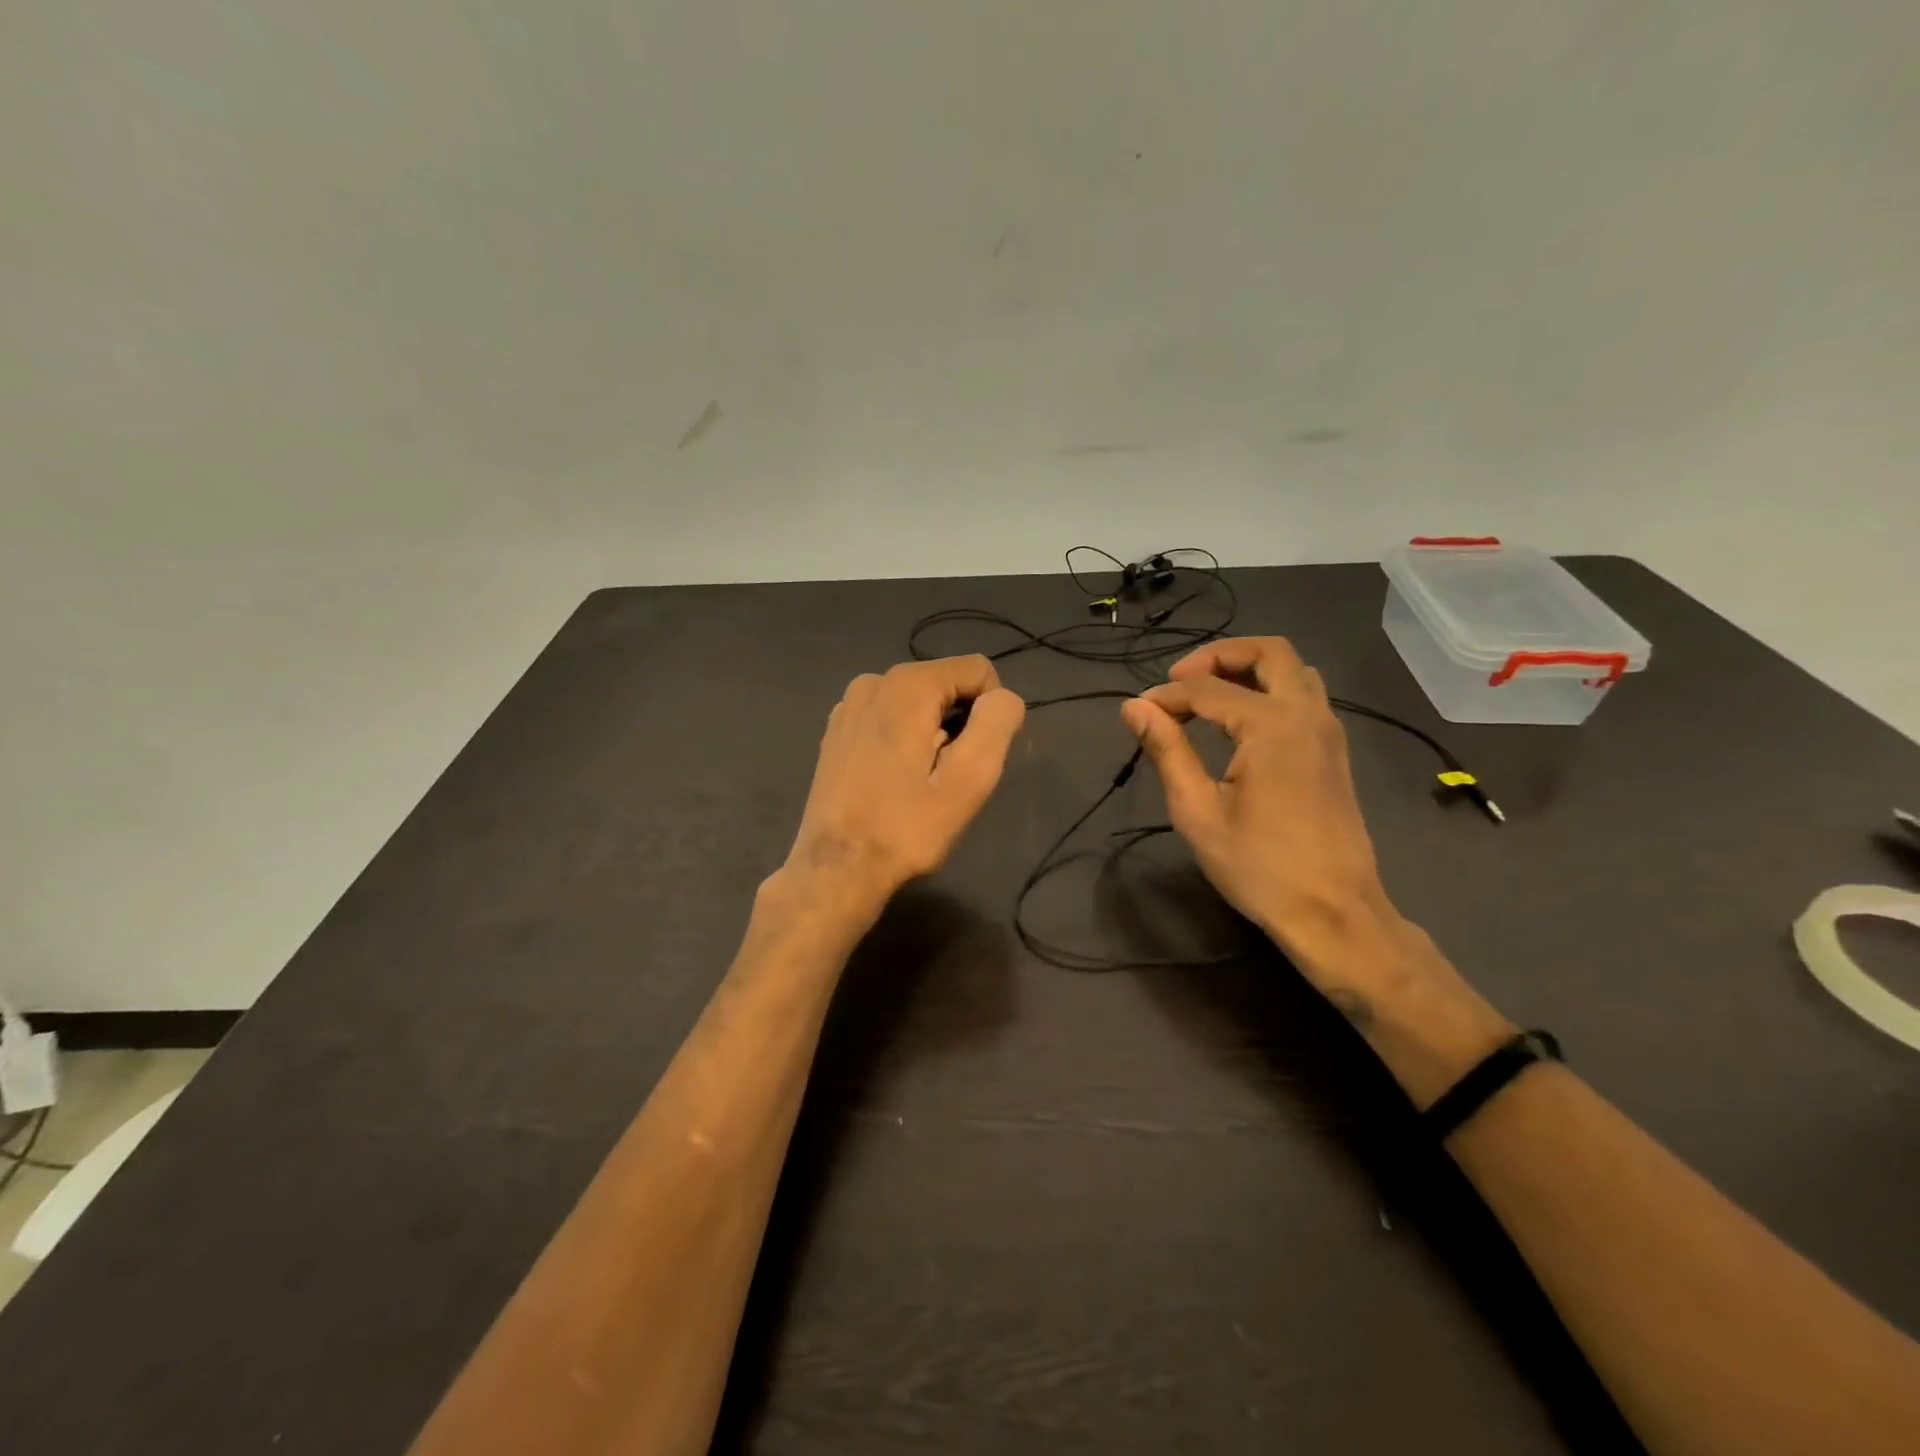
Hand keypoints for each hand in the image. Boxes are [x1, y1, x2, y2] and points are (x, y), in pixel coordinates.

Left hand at [782, 656, 1025, 911]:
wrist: (836, 868)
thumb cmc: (906, 828)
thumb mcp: (969, 780)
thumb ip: (996, 724)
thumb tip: (1003, 698)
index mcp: (908, 685)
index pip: (978, 670)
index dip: (990, 713)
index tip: (973, 759)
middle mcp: (874, 680)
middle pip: (946, 685)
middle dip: (958, 724)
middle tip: (945, 778)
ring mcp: (849, 703)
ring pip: (918, 702)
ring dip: (931, 734)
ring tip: (917, 782)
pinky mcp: (837, 728)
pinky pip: (890, 717)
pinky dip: (902, 739)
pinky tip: (892, 780)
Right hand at [1119, 637, 1394, 969]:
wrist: (1333, 912)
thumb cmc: (1259, 866)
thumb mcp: (1197, 811)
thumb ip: (1166, 750)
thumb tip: (1133, 707)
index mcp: (1271, 725)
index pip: (1206, 689)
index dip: (1166, 697)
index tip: (1138, 714)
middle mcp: (1307, 714)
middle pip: (1267, 651)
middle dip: (1218, 656)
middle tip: (1179, 681)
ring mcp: (1328, 730)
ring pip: (1292, 669)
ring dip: (1248, 668)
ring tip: (1207, 695)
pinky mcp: (1334, 750)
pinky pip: (1304, 694)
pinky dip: (1269, 688)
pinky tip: (1240, 722)